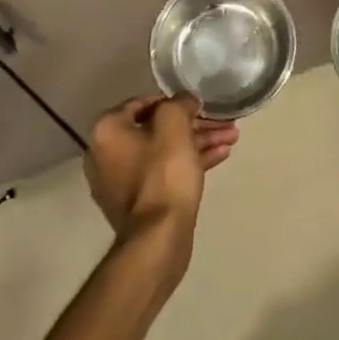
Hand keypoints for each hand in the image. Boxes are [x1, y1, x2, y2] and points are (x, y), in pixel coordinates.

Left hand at [84, 95, 238, 256]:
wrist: (159, 239)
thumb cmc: (164, 174)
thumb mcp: (174, 125)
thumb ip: (179, 103)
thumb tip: (185, 101)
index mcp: (107, 131)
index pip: (143, 103)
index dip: (175, 101)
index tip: (200, 105)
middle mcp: (106, 153)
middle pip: (157, 128)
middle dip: (194, 124)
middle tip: (223, 122)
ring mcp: (121, 181)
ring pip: (165, 151)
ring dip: (197, 142)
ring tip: (232, 137)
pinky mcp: (139, 202)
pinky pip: (165, 172)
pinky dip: (190, 162)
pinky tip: (221, 155)